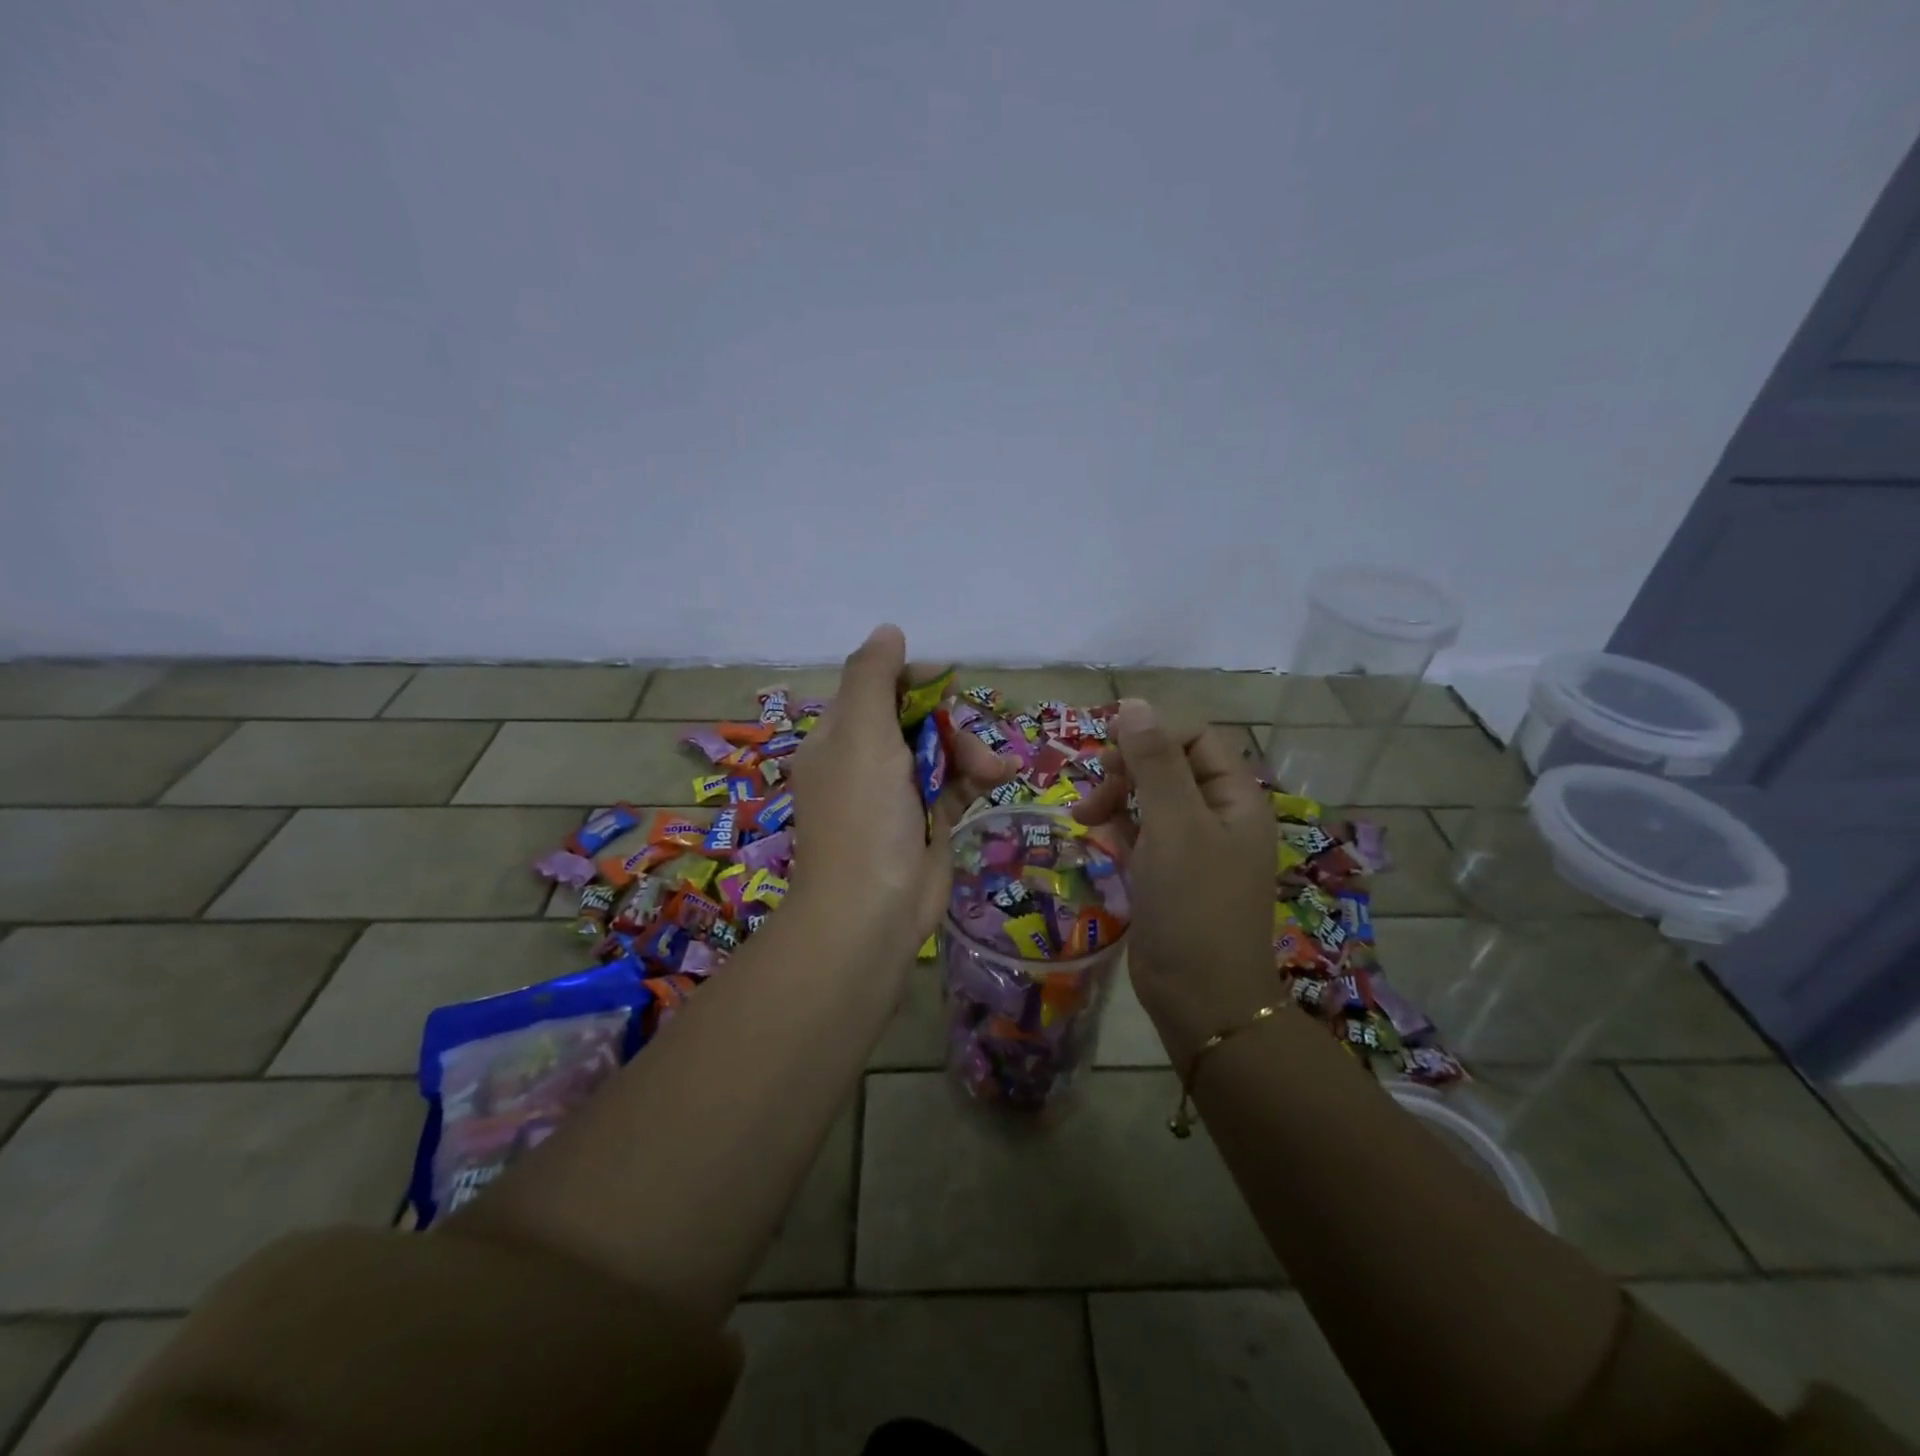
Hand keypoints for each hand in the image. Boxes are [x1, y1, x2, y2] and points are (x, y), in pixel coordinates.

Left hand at [787, 624, 1014, 949]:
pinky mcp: (927, 820)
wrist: (873, 911)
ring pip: (942, 750)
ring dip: (971, 752)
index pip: (877, 688)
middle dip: (949, 722)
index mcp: (839, 737)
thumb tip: (888, 630)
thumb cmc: (863, 815)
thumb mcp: (861, 734)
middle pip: (916, 717)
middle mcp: (865, 760)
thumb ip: (873, 677)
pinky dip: (977, 777)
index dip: (913, 679)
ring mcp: (897, 793)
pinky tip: (1001, 776)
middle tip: (963, 735)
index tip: (946, 681)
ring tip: (993, 771)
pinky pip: (956, 783)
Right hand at [1073, 699, 1277, 1063]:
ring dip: (1115, 796)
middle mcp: (1217, 815)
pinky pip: (1139, 832)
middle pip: (1168, 764)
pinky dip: (1116, 826)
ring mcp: (1191, 846)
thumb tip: (1132, 703)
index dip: (1152, 732)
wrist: (1199, 997)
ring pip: (1149, 797)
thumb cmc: (1194, 904)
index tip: (1109, 748)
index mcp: (1235, 798)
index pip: (1195, 737)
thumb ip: (1154, 762)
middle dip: (1128, 768)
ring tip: (1084, 818)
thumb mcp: (1174, 825)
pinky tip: (1095, 834)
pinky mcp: (1166, 873)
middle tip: (1095, 787)